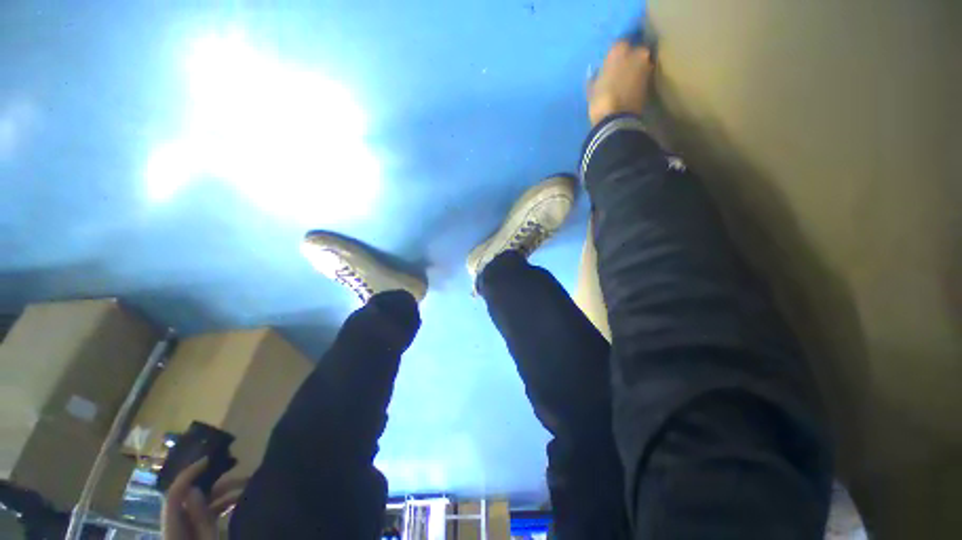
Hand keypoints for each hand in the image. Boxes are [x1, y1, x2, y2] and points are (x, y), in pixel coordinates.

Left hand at [162, 458, 246, 539]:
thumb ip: (200, 519)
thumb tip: (196, 489)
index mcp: (173, 529)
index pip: (174, 495)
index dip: (188, 475)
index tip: (209, 459)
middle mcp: (176, 526)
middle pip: (190, 498)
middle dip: (217, 485)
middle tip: (243, 478)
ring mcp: (186, 531)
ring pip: (202, 505)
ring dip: (224, 495)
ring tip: (248, 490)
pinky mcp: (196, 535)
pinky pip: (206, 515)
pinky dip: (222, 506)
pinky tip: (240, 503)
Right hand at [588, 42, 655, 126]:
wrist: (617, 119)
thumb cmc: (600, 101)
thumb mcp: (592, 87)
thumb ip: (598, 74)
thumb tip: (600, 72)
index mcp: (619, 48)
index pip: (617, 44)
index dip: (614, 55)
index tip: (609, 63)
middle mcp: (637, 51)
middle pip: (634, 50)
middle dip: (629, 58)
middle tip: (621, 70)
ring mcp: (648, 65)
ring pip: (641, 62)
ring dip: (636, 69)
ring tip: (627, 80)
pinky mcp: (652, 80)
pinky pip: (644, 75)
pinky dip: (639, 79)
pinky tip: (632, 88)